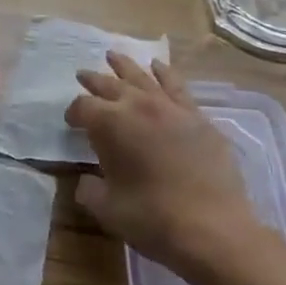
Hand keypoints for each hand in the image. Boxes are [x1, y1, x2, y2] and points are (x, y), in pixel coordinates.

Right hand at [65, 53, 262, 282]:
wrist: (214, 228)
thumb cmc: (153, 219)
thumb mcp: (108, 209)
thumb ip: (90, 190)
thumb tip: (86, 180)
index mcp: (111, 124)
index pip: (84, 107)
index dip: (74, 113)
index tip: (71, 122)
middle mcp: (139, 106)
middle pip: (110, 85)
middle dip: (94, 81)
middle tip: (83, 75)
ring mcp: (171, 108)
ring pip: (143, 77)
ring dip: (125, 66)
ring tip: (113, 56)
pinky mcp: (198, 117)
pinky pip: (177, 86)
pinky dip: (164, 73)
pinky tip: (158, 67)